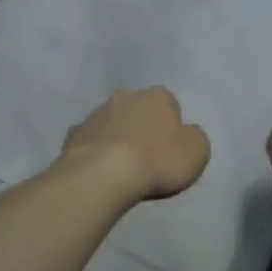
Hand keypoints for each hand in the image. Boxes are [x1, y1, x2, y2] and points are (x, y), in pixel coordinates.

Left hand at [63, 87, 209, 201]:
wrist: (104, 175)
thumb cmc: (157, 161)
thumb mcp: (197, 151)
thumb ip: (195, 138)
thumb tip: (185, 134)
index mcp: (158, 96)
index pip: (170, 105)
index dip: (171, 128)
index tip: (170, 151)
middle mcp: (126, 96)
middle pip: (138, 110)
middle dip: (141, 127)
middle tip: (145, 158)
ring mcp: (97, 113)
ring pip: (111, 122)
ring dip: (116, 137)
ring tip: (120, 169)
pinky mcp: (74, 133)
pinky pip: (90, 140)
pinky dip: (94, 151)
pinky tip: (98, 172)